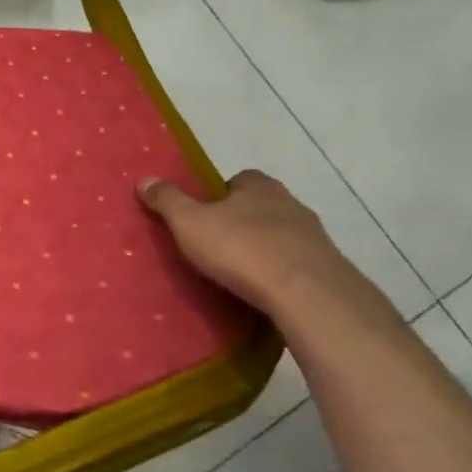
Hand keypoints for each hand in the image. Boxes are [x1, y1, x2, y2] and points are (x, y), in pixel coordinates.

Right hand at [137, 170, 392, 329]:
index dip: (219, 195)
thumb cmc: (241, 249)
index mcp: (258, 186)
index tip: (203, 215)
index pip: (238, 180)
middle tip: (216, 244)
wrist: (306, 292)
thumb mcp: (189, 222)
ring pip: (280, 235)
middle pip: (260, 206)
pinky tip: (263, 289)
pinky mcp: (326, 267)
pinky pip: (295, 263)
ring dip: (262, 247)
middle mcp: (290, 202)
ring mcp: (313, 235)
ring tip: (238, 272)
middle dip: (241, 221)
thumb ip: (167, 201)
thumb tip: (145, 179)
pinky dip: (280, 272)